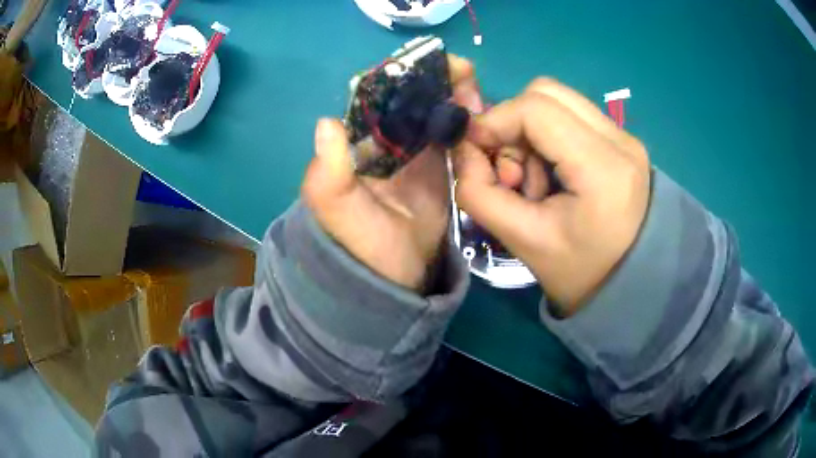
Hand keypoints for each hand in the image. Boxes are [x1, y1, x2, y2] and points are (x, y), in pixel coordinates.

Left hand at [302, 55, 481, 290]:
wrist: (393, 272)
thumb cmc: (359, 239)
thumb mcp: (334, 206)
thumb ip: (329, 169)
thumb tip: (327, 122)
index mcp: (359, 140)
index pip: (379, 95)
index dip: (402, 75)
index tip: (427, 65)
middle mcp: (387, 137)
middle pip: (412, 96)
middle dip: (437, 78)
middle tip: (465, 73)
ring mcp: (417, 149)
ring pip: (436, 109)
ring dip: (456, 93)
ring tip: (476, 90)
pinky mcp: (441, 163)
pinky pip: (455, 133)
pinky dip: (468, 119)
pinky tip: (483, 111)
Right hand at [454, 79, 650, 315]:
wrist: (632, 282)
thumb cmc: (581, 272)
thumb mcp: (523, 242)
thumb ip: (479, 193)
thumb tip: (464, 151)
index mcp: (602, 169)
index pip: (536, 109)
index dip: (494, 120)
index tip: (475, 150)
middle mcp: (619, 140)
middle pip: (546, 92)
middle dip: (513, 123)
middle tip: (511, 172)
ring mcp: (625, 136)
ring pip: (558, 101)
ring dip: (530, 132)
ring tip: (534, 180)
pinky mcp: (622, 140)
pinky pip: (572, 116)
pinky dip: (548, 136)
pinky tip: (552, 175)